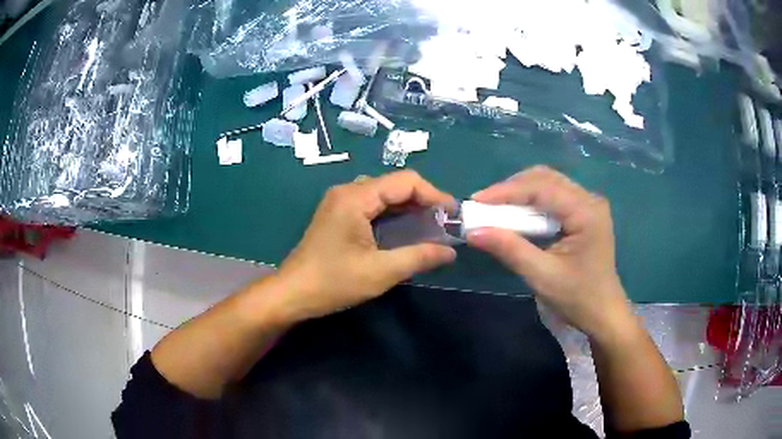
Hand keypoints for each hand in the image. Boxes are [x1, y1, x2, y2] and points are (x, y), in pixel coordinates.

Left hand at [272, 170, 456, 321]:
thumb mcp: (381, 272)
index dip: (434, 194)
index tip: (452, 214)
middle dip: (422, 201)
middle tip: (443, 223)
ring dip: (407, 207)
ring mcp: (339, 202)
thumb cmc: (334, 282)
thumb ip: (419, 257)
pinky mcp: (337, 214)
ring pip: (383, 194)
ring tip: (429, 226)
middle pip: (394, 184)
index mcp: (356, 197)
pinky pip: (371, 204)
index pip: (405, 181)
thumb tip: (450, 252)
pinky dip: (391, 214)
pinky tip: (403, 230)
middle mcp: (347, 191)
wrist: (292, 294)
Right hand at [466, 166, 633, 340]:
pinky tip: (516, 213)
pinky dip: (531, 202)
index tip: (476, 200)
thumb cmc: (577, 298)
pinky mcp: (584, 213)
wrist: (603, 313)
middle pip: (545, 178)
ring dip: (521, 193)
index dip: (506, 191)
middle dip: (512, 188)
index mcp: (586, 211)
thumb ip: (510, 249)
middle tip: (484, 204)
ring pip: (549, 184)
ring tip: (495, 208)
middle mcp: (589, 199)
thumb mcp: (542, 276)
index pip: (542, 188)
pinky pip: (553, 196)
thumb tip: (473, 232)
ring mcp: (588, 204)